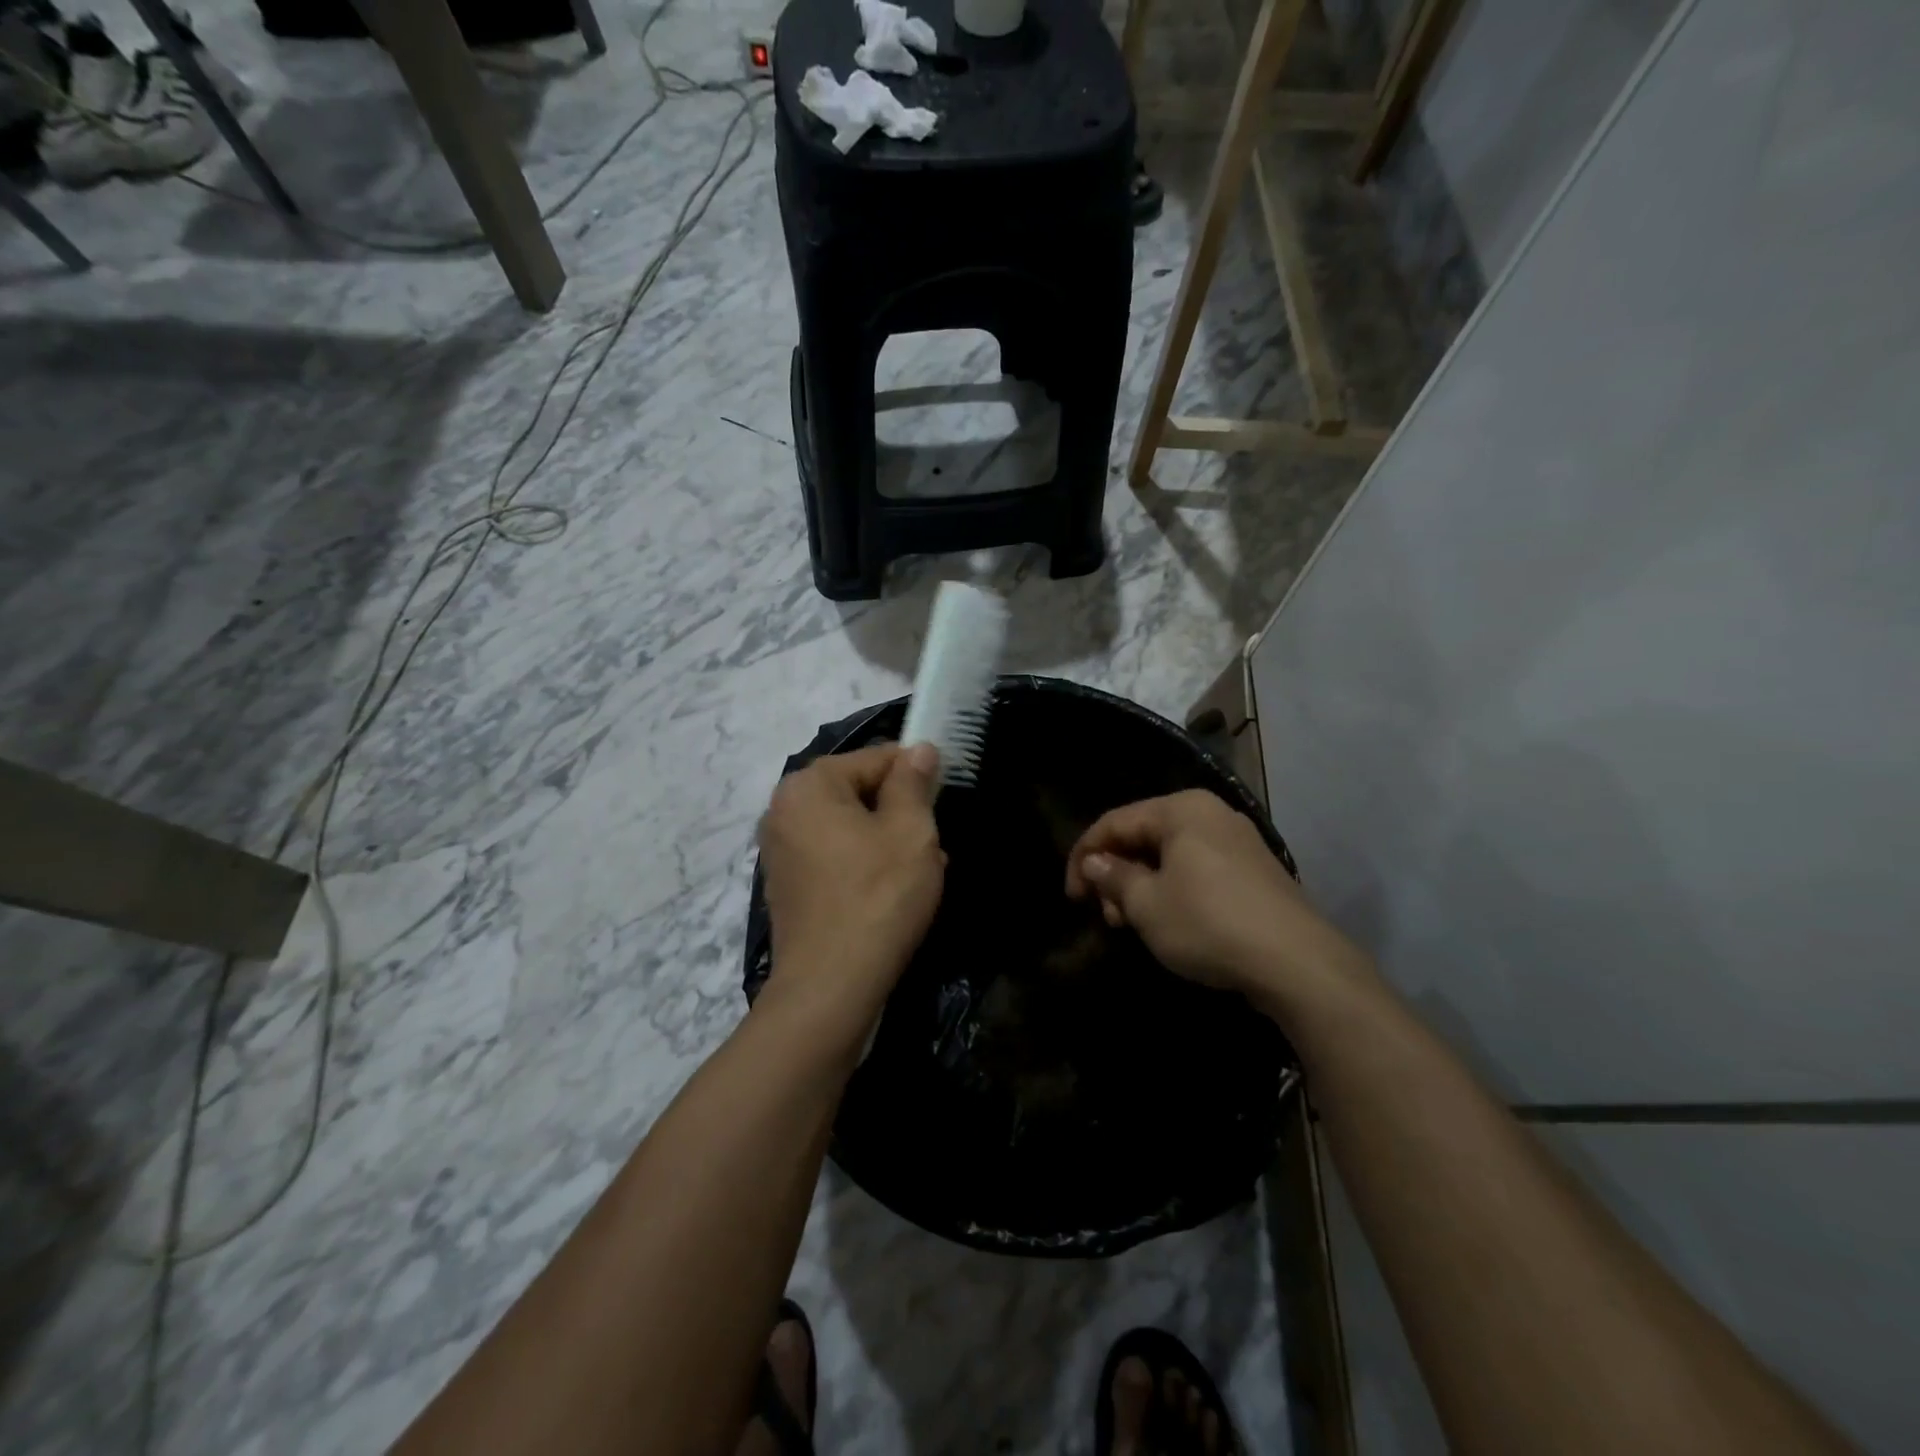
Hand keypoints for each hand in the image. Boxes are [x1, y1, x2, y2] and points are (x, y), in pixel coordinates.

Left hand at [756, 743, 944, 1047]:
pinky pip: (833, 857)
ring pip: (849, 827)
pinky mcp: (786, 885)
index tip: (943, 800)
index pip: (875, 758)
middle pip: (858, 792)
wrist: (830, 986)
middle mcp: (783, 809)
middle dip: (900, 812)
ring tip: (922, 872)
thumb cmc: (878, 897)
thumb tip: (918, 749)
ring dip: (886, 840)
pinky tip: (893, 892)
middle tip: (934, 844)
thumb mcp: (911, 832)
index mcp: (809, 785)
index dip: (916, 774)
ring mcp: (779, 850)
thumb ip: (913, 782)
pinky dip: (863, 864)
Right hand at [1065, 789, 1371, 1017]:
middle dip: (1116, 874)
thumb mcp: (1146, 904)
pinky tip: (1168, 922)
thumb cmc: (1208, 923)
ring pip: (1170, 855)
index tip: (1071, 896)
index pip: (1115, 822)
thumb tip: (1095, 862)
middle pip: (1143, 836)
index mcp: (1181, 809)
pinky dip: (1172, 891)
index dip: (1084, 856)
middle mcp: (1210, 814)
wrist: (1298, 963)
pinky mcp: (1254, 871)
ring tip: (1131, 925)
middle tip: (1104, 915)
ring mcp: (1237, 841)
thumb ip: (1113, 877)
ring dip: (1141, 886)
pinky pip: (1197, 869)